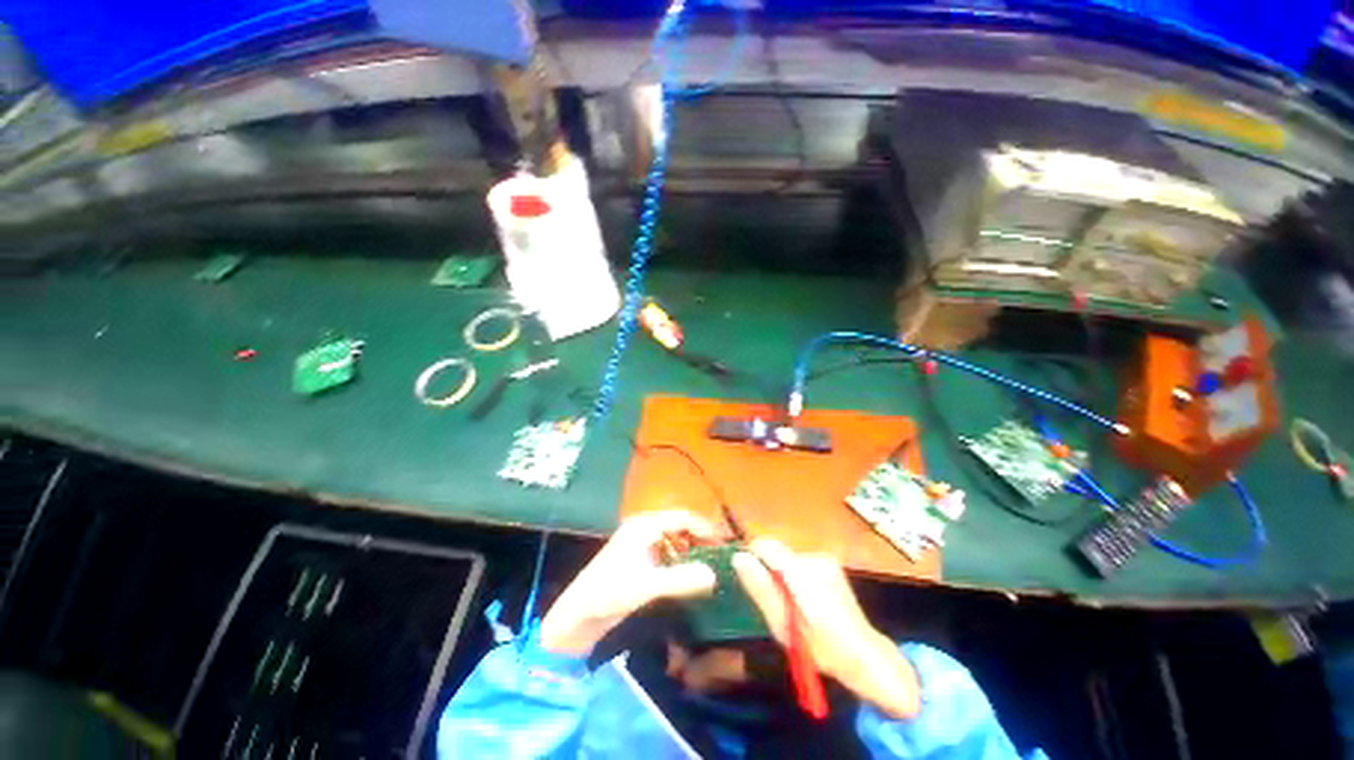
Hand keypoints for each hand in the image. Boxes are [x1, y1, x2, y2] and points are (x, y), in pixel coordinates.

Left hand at [539, 510, 718, 655]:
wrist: (578, 614)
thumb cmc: (611, 592)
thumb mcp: (648, 585)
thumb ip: (682, 579)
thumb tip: (715, 575)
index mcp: (645, 524)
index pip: (682, 517)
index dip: (705, 527)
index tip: (724, 543)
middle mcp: (644, 528)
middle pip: (679, 525)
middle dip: (699, 538)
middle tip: (719, 555)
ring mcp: (640, 543)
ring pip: (673, 539)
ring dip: (690, 549)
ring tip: (707, 565)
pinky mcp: (638, 559)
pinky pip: (665, 552)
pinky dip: (679, 560)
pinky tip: (687, 575)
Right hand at [732, 538, 920, 718]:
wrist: (865, 654)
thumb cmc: (821, 647)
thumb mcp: (783, 625)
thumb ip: (761, 589)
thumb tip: (738, 557)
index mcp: (801, 572)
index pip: (766, 545)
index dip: (754, 558)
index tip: (754, 582)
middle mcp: (813, 557)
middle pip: (778, 553)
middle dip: (771, 573)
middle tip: (779, 606)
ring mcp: (825, 559)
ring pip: (789, 559)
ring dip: (785, 577)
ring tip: (796, 606)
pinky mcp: (831, 563)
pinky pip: (802, 563)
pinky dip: (798, 577)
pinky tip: (810, 601)